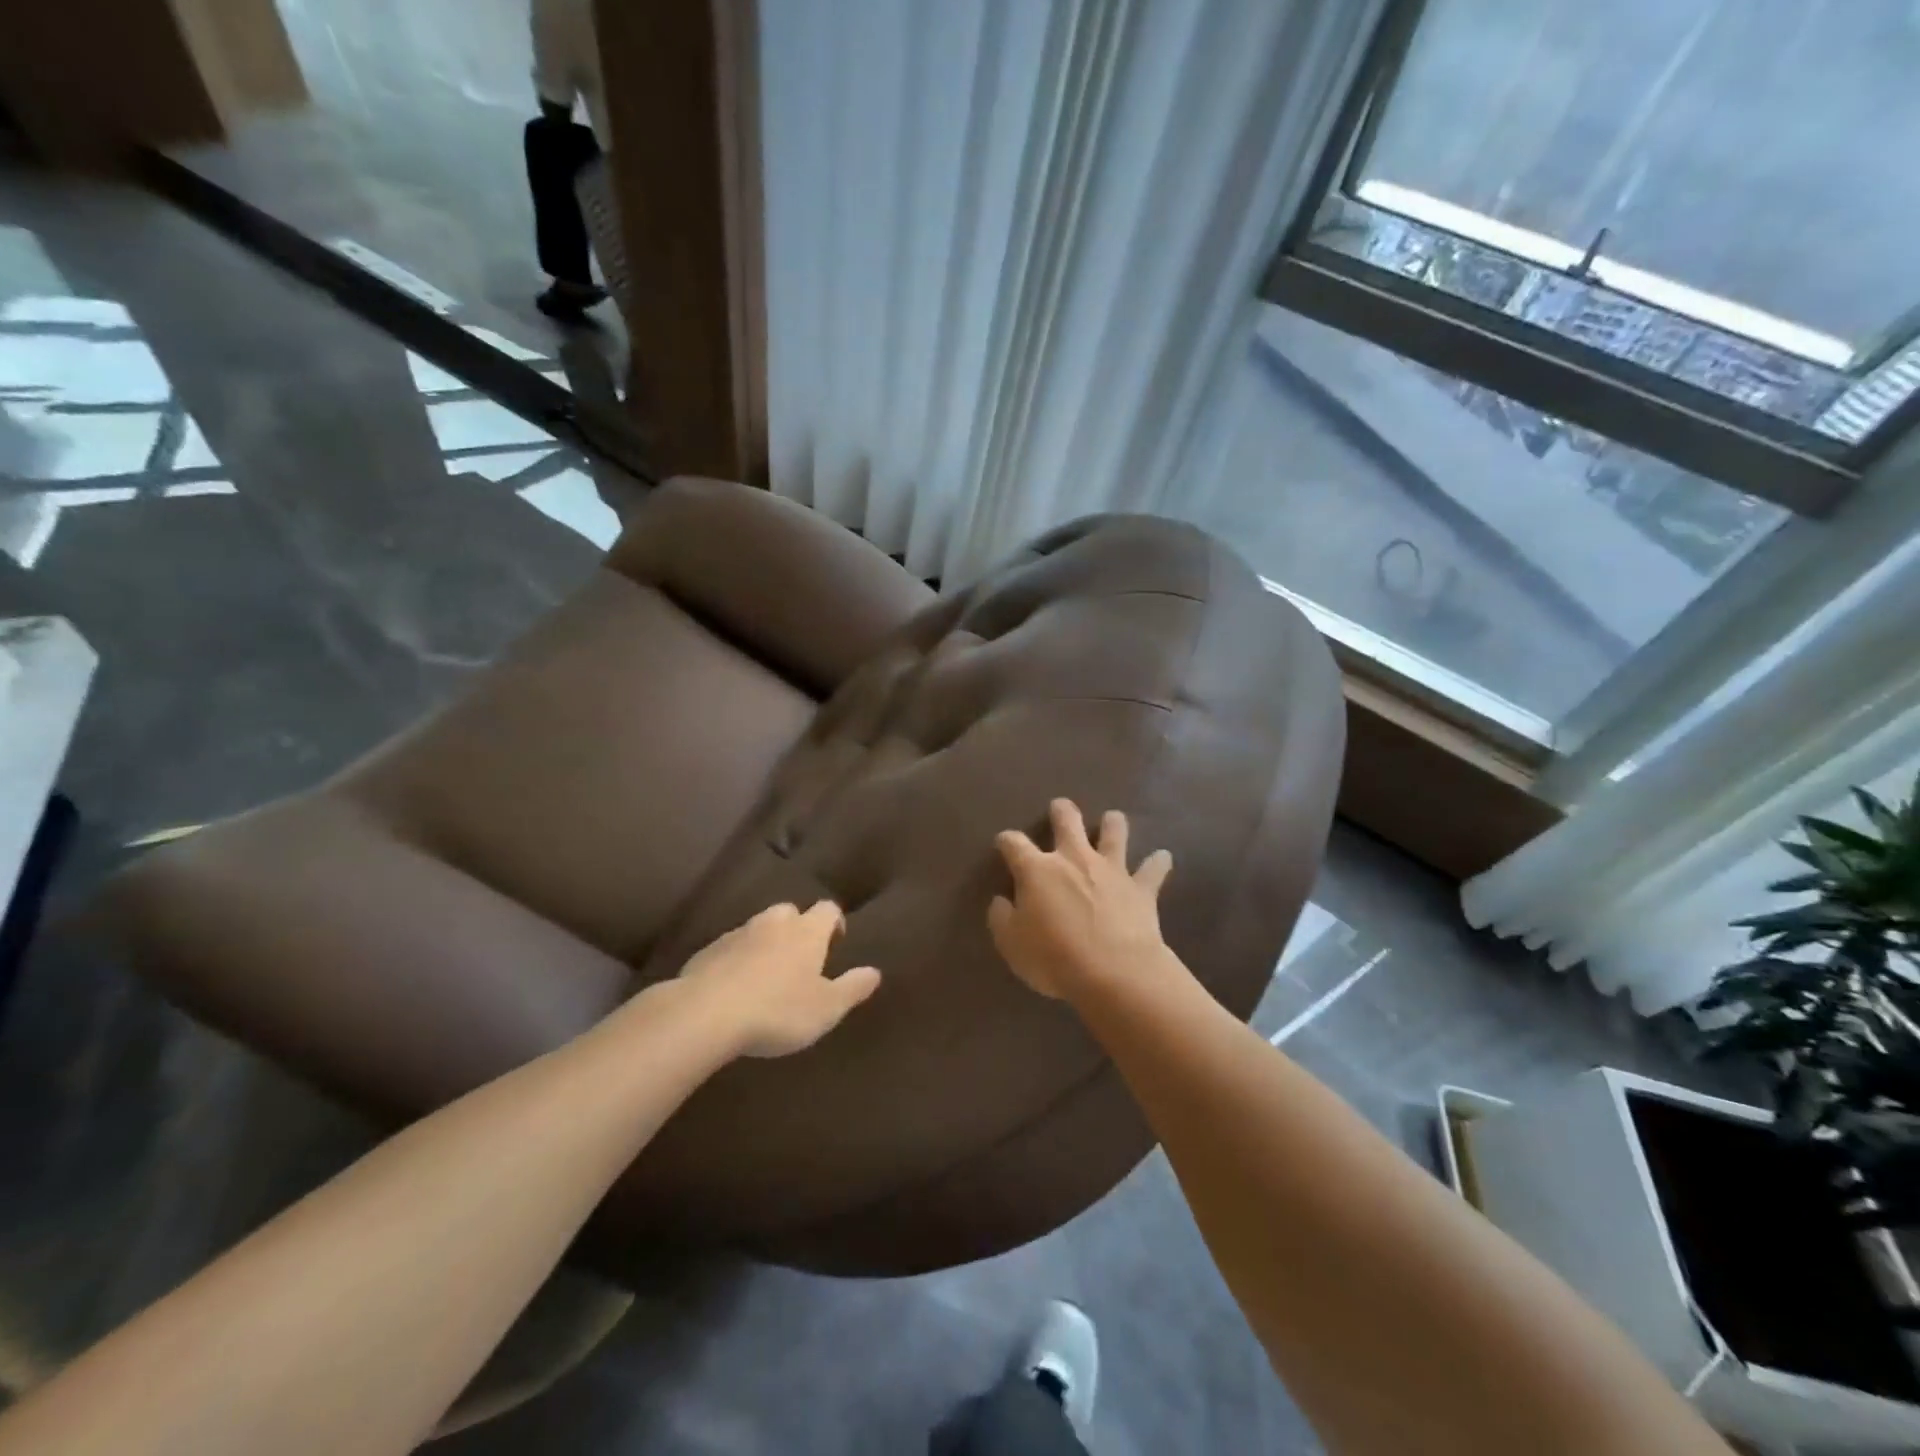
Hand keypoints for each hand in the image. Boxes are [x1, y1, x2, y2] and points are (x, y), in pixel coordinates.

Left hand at [677, 902, 880, 1058]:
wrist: (706, 1014)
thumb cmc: (778, 1010)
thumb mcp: (826, 1008)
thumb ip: (852, 988)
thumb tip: (875, 971)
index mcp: (807, 931)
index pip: (828, 909)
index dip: (834, 922)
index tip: (836, 942)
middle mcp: (774, 923)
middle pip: (791, 912)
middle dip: (798, 928)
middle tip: (801, 958)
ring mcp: (738, 933)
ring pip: (759, 928)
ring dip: (766, 942)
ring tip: (768, 973)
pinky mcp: (708, 951)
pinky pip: (731, 948)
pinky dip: (738, 959)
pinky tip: (735, 986)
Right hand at [988, 799, 1173, 1000]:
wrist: (1115, 972)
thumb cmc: (1054, 959)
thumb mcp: (1011, 945)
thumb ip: (1002, 919)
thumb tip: (1001, 901)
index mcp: (1037, 870)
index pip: (1014, 844)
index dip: (1006, 841)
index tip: (1003, 843)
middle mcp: (1074, 859)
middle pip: (1067, 821)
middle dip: (1062, 811)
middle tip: (1060, 808)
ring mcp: (1112, 870)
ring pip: (1114, 833)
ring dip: (1113, 824)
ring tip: (1112, 819)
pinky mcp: (1141, 888)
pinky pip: (1153, 869)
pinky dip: (1158, 862)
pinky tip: (1163, 857)